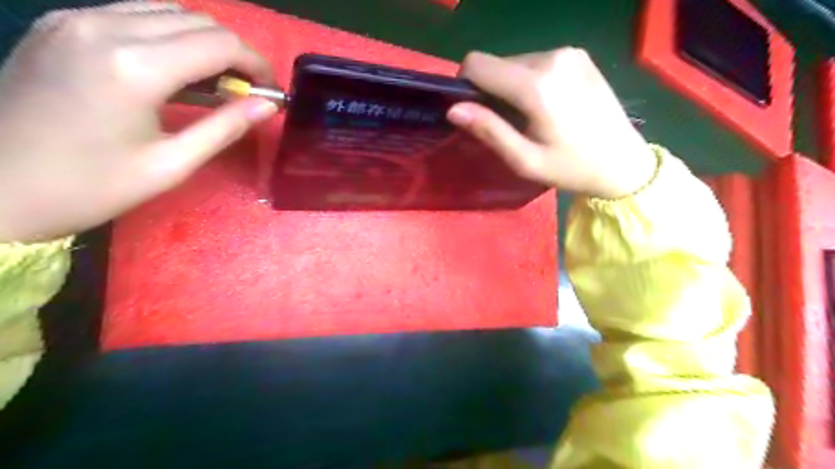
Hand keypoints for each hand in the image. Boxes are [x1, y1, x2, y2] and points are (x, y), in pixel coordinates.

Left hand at [0, 2, 279, 244]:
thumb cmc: (90, 187)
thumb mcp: (171, 164)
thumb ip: (225, 127)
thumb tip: (267, 106)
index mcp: (135, 66)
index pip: (219, 44)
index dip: (256, 64)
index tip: (271, 90)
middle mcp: (105, 27)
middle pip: (197, 21)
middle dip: (234, 53)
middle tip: (248, 91)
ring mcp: (76, 19)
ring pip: (167, 11)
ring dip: (203, 42)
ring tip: (216, 82)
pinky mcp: (60, 24)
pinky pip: (133, 14)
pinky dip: (169, 36)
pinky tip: (175, 70)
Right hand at [447, 47, 655, 199]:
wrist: (624, 162)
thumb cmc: (570, 168)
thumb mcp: (524, 160)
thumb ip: (489, 130)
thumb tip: (453, 109)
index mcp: (536, 85)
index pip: (477, 64)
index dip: (465, 85)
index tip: (473, 111)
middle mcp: (551, 57)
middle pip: (497, 64)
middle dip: (492, 90)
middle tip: (509, 123)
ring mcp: (568, 53)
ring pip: (516, 62)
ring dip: (512, 87)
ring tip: (530, 116)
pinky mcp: (578, 55)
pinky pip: (537, 62)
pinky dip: (531, 81)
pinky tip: (548, 105)